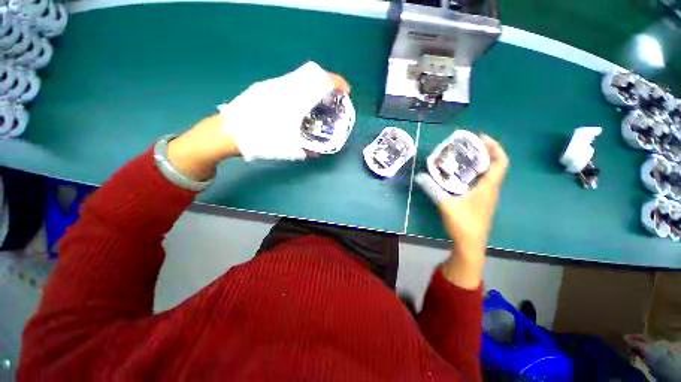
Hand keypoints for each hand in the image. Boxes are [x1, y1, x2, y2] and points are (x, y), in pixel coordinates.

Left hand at [167, 63, 349, 180]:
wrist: (228, 133)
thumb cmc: (260, 139)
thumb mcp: (288, 149)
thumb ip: (307, 150)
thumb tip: (318, 153)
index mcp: (292, 97)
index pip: (319, 79)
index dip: (336, 82)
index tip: (345, 91)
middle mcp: (283, 86)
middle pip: (311, 75)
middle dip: (326, 85)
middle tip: (332, 99)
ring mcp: (271, 86)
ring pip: (299, 80)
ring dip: (313, 88)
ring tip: (318, 104)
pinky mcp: (264, 89)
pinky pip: (289, 85)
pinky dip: (301, 92)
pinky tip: (299, 106)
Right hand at [416, 135, 508, 288]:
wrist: (470, 244)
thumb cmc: (464, 224)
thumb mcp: (446, 204)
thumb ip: (433, 189)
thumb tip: (419, 177)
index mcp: (488, 187)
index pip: (500, 162)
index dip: (494, 147)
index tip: (481, 138)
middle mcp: (491, 189)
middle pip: (494, 165)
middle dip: (484, 152)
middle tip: (467, 145)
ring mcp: (486, 196)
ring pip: (487, 174)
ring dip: (478, 163)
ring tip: (462, 157)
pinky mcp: (480, 202)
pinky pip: (481, 182)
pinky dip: (473, 174)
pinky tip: (458, 176)